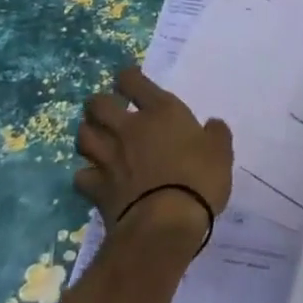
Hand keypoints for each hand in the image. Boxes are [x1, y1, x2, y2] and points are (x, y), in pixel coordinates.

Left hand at [75, 68, 232, 249]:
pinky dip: (86, 175)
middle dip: (99, 104)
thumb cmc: (199, 179)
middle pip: (98, 104)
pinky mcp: (97, 188)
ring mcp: (109, 157)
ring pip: (83, 135)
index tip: (130, 81)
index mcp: (160, 111)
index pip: (132, 80)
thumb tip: (212, 125)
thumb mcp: (221, 152)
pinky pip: (81, 175)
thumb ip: (215, 134)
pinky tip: (93, 178)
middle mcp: (129, 128)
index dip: (128, 77)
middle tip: (107, 111)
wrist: (165, 224)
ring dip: (88, 134)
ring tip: (96, 139)